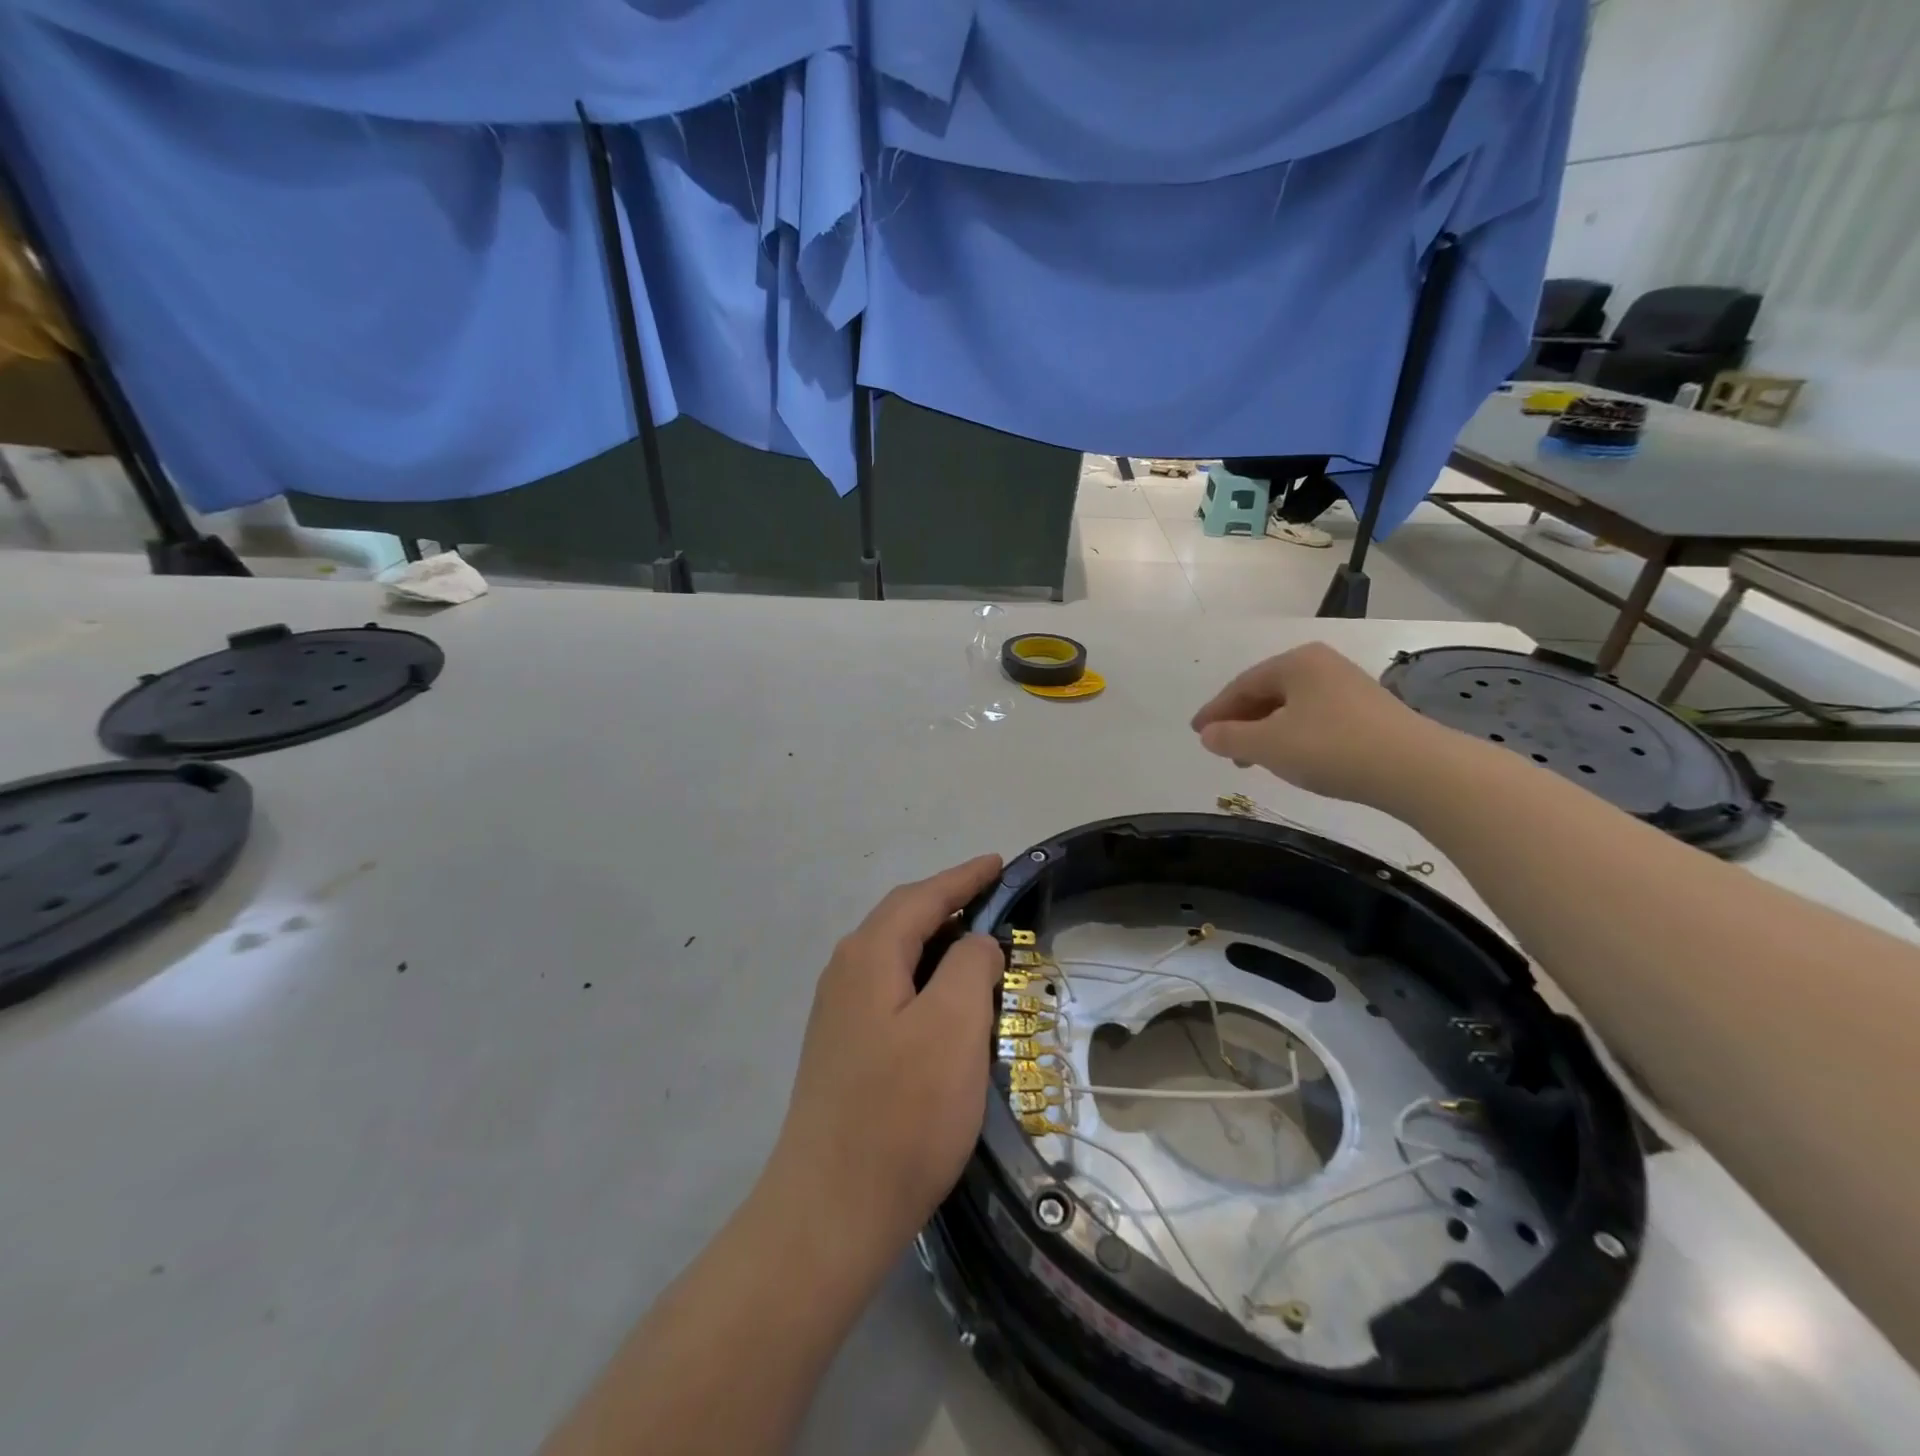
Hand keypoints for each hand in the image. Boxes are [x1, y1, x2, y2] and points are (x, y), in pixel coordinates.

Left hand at [765, 854, 1006, 1262]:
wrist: (830, 1212)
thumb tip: (973, 943)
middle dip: (949, 904)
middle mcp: (845, 972)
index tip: (998, 863)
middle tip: (995, 901)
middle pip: (903, 920)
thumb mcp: (953, 1026)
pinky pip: (891, 990)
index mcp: (869, 955)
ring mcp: (838, 1013)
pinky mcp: (843, 1049)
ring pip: (896, 957)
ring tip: (979, 948)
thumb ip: (969, 966)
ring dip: (938, 944)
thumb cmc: (902, 1112)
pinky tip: (945, 1003)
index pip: (922, 897)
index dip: (964, 877)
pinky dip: (925, 980)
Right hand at [1192, 642, 1446, 806]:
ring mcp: (1348, 686)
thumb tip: (1208, 734)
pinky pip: (1314, 717)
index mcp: (1296, 662)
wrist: (1416, 769)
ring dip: (1265, 730)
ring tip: (1252, 760)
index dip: (1215, 710)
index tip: (1196, 732)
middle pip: (1267, 692)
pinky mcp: (1368, 711)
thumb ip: (1230, 738)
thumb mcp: (1268, 745)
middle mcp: (1322, 665)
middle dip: (1240, 720)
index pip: (1242, 685)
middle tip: (1221, 748)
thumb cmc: (1331, 747)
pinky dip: (1292, 734)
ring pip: (1291, 706)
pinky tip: (1291, 757)